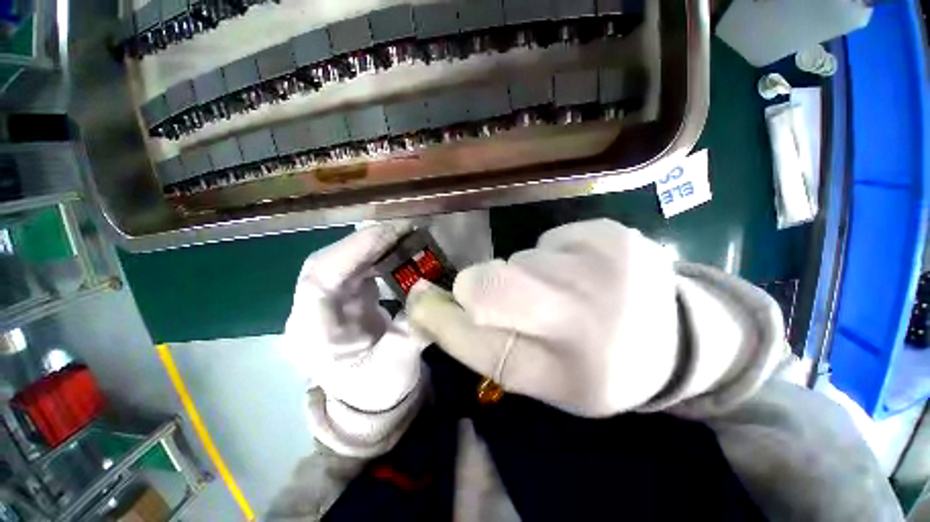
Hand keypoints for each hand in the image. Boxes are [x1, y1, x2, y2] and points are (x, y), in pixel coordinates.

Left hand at [284, 223, 428, 413]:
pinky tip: (398, 249)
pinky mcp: (346, 297)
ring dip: (372, 244)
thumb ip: (410, 330)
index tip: (389, 234)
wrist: (371, 398)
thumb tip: (425, 290)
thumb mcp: (397, 367)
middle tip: (403, 229)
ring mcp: (328, 302)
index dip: (352, 251)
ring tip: (404, 235)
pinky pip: (357, 267)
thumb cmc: (378, 390)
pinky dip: (377, 254)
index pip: (319, 280)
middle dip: (365, 242)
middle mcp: (312, 312)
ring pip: (342, 261)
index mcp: (312, 335)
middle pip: (327, 263)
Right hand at [407, 219, 679, 417]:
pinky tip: (584, 274)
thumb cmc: (597, 367)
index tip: (427, 303)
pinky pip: (549, 240)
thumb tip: (427, 300)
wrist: (678, 337)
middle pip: (490, 285)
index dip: (445, 316)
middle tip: (517, 306)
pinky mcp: (609, 231)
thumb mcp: (537, 377)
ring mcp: (601, 261)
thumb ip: (479, 343)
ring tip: (563, 294)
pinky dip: (552, 258)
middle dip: (484, 291)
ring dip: (525, 276)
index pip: (476, 335)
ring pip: (519, 259)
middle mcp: (585, 311)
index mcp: (568, 368)